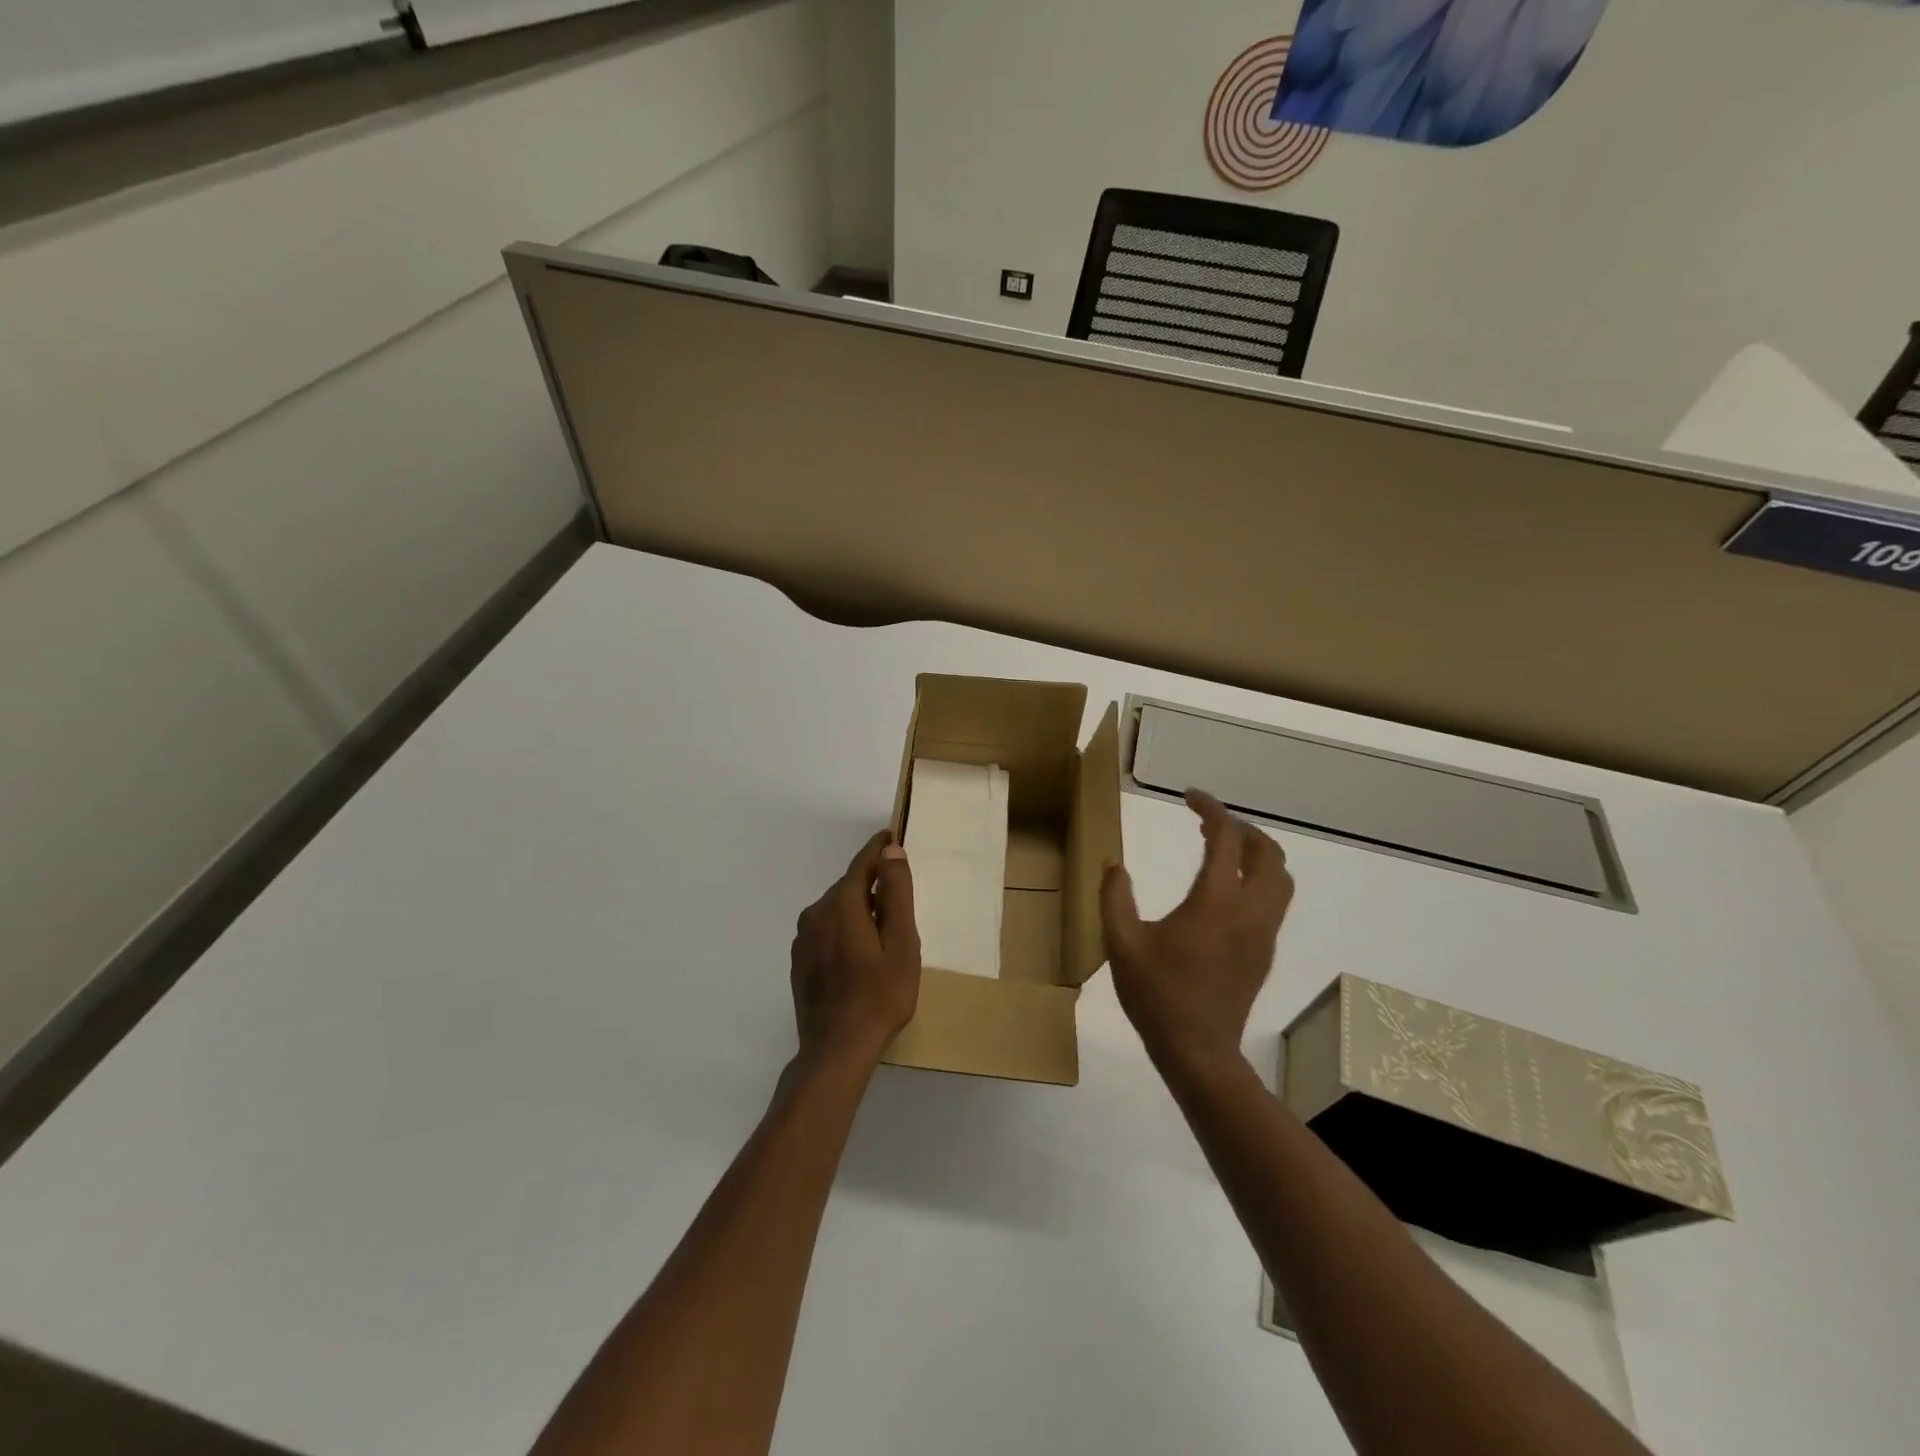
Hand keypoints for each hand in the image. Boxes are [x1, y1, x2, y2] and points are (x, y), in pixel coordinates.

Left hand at [790, 831, 920, 1069]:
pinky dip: (845, 929)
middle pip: (849, 886)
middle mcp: (815, 913)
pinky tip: (861, 953)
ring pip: (836, 909)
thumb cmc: (879, 996)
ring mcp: (802, 939)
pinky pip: (826, 930)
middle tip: (901, 894)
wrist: (836, 1051)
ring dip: (859, 908)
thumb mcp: (901, 943)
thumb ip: (896, 893)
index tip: (894, 835)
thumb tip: (891, 851)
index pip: (862, 863)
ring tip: (885, 928)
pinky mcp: (799, 961)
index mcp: (841, 904)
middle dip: (873, 883)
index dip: (879, 848)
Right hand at [1100, 789, 1292, 1071]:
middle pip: (1267, 852)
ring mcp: (1263, 933)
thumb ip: (1115, 897)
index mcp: (1215, 902)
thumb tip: (1113, 863)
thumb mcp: (1122, 943)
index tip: (1190, 797)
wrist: (1198, 1051)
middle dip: (1242, 828)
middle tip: (1208, 825)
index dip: (1211, 810)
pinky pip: (1275, 901)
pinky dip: (1259, 879)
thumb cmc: (1157, 995)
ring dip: (1257, 853)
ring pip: (1281, 878)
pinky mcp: (1265, 952)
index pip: (1226, 838)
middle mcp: (1249, 911)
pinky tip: (1227, 891)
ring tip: (1223, 851)